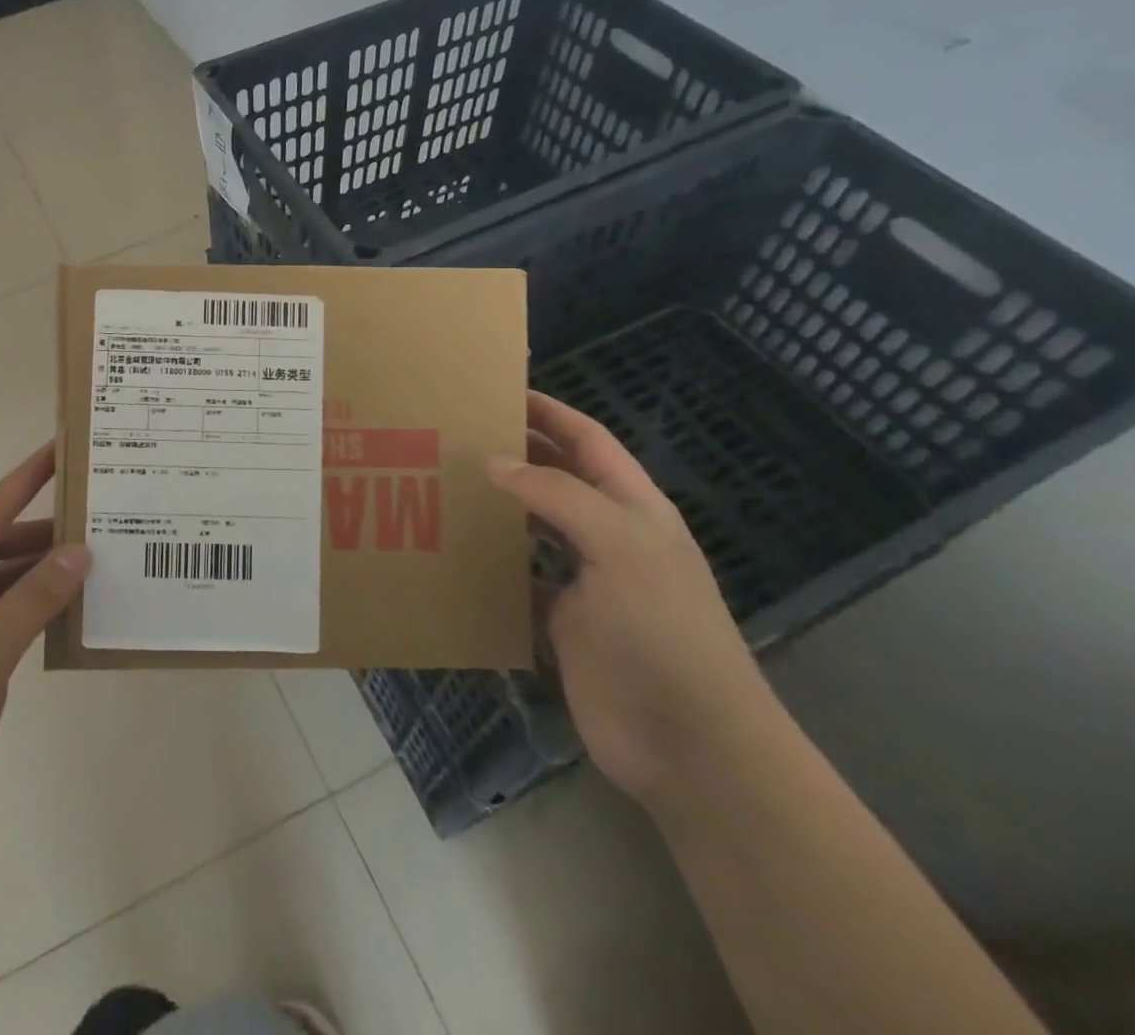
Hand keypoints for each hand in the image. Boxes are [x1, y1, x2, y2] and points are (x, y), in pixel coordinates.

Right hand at [488, 393, 780, 808]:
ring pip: (533, 528)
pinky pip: (518, 580)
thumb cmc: (662, 629)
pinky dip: (491, 564)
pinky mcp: (561, 622)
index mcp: (633, 508)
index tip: (499, 392)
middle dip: (516, 454)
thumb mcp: (619, 546)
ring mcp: (585, 582)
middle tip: (456, 436)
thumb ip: (557, 496)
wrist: (688, 742)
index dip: (550, 413)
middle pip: (557, 479)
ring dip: (498, 508)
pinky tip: (455, 552)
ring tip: (446, 485)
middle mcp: (608, 537)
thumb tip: (493, 462)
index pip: (589, 441)